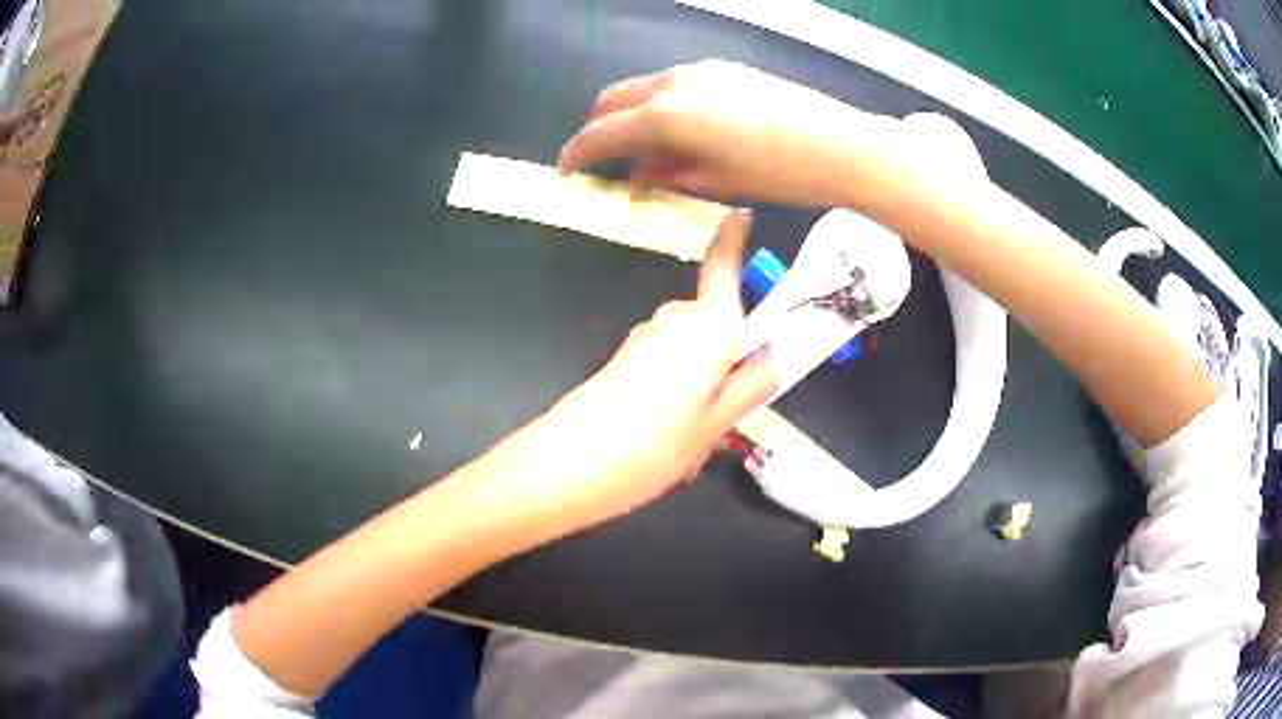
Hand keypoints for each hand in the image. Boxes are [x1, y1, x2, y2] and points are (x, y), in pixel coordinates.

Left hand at [487, 210, 775, 541]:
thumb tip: (775, 354)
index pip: (723, 265)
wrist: (570, 466)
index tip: (741, 214)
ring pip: (696, 351)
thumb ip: (754, 383)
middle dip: (733, 359)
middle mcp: (676, 320)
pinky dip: (680, 394)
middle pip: (720, 320)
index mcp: (708, 326)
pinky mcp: (628, 359)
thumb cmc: (655, 443)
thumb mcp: (719, 422)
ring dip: (705, 386)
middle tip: (730, 414)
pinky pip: (671, 366)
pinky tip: (667, 438)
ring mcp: (647, 338)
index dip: (733, 238)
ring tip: (694, 440)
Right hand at [558, 60, 900, 208]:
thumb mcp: (715, 181)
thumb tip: (637, 178)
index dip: (577, 154)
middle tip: (602, 160)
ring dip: (630, 115)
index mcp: (664, 115)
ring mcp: (698, 71)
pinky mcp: (722, 70)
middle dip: (598, 128)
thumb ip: (666, 175)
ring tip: (645, 149)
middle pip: (612, 100)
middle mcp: (672, 84)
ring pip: (642, 88)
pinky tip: (680, 130)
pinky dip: (660, 105)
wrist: (839, 144)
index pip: (600, 133)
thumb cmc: (777, 172)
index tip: (568, 171)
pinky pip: (673, 84)